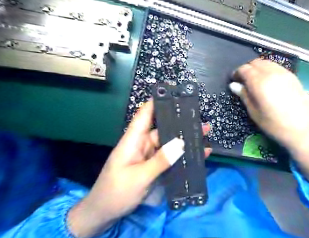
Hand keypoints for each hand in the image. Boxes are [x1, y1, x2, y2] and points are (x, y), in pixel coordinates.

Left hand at [66, 101, 211, 236]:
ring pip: (169, 142)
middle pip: (163, 128)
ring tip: (203, 133)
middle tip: (200, 119)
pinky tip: (198, 153)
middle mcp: (143, 144)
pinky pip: (171, 156)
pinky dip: (183, 154)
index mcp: (133, 140)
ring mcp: (150, 155)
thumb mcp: (139, 177)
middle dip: (180, 123)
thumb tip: (181, 143)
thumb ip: (160, 160)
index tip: (172, 94)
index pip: (144, 115)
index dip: (156, 102)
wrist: (105, 213)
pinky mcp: (155, 165)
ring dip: (185, 139)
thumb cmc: (116, 192)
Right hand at [228, 58, 308, 149]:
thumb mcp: (254, 112)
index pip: (245, 69)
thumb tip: (233, 85)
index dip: (237, 73)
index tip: (234, 80)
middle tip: (244, 80)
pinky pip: (276, 66)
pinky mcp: (292, 76)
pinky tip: (268, 80)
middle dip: (247, 69)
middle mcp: (272, 73)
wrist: (301, 128)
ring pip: (266, 62)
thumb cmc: (273, 124)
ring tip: (255, 80)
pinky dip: (268, 69)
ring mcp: (284, 73)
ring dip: (258, 68)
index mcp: (260, 83)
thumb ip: (244, 95)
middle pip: (255, 62)